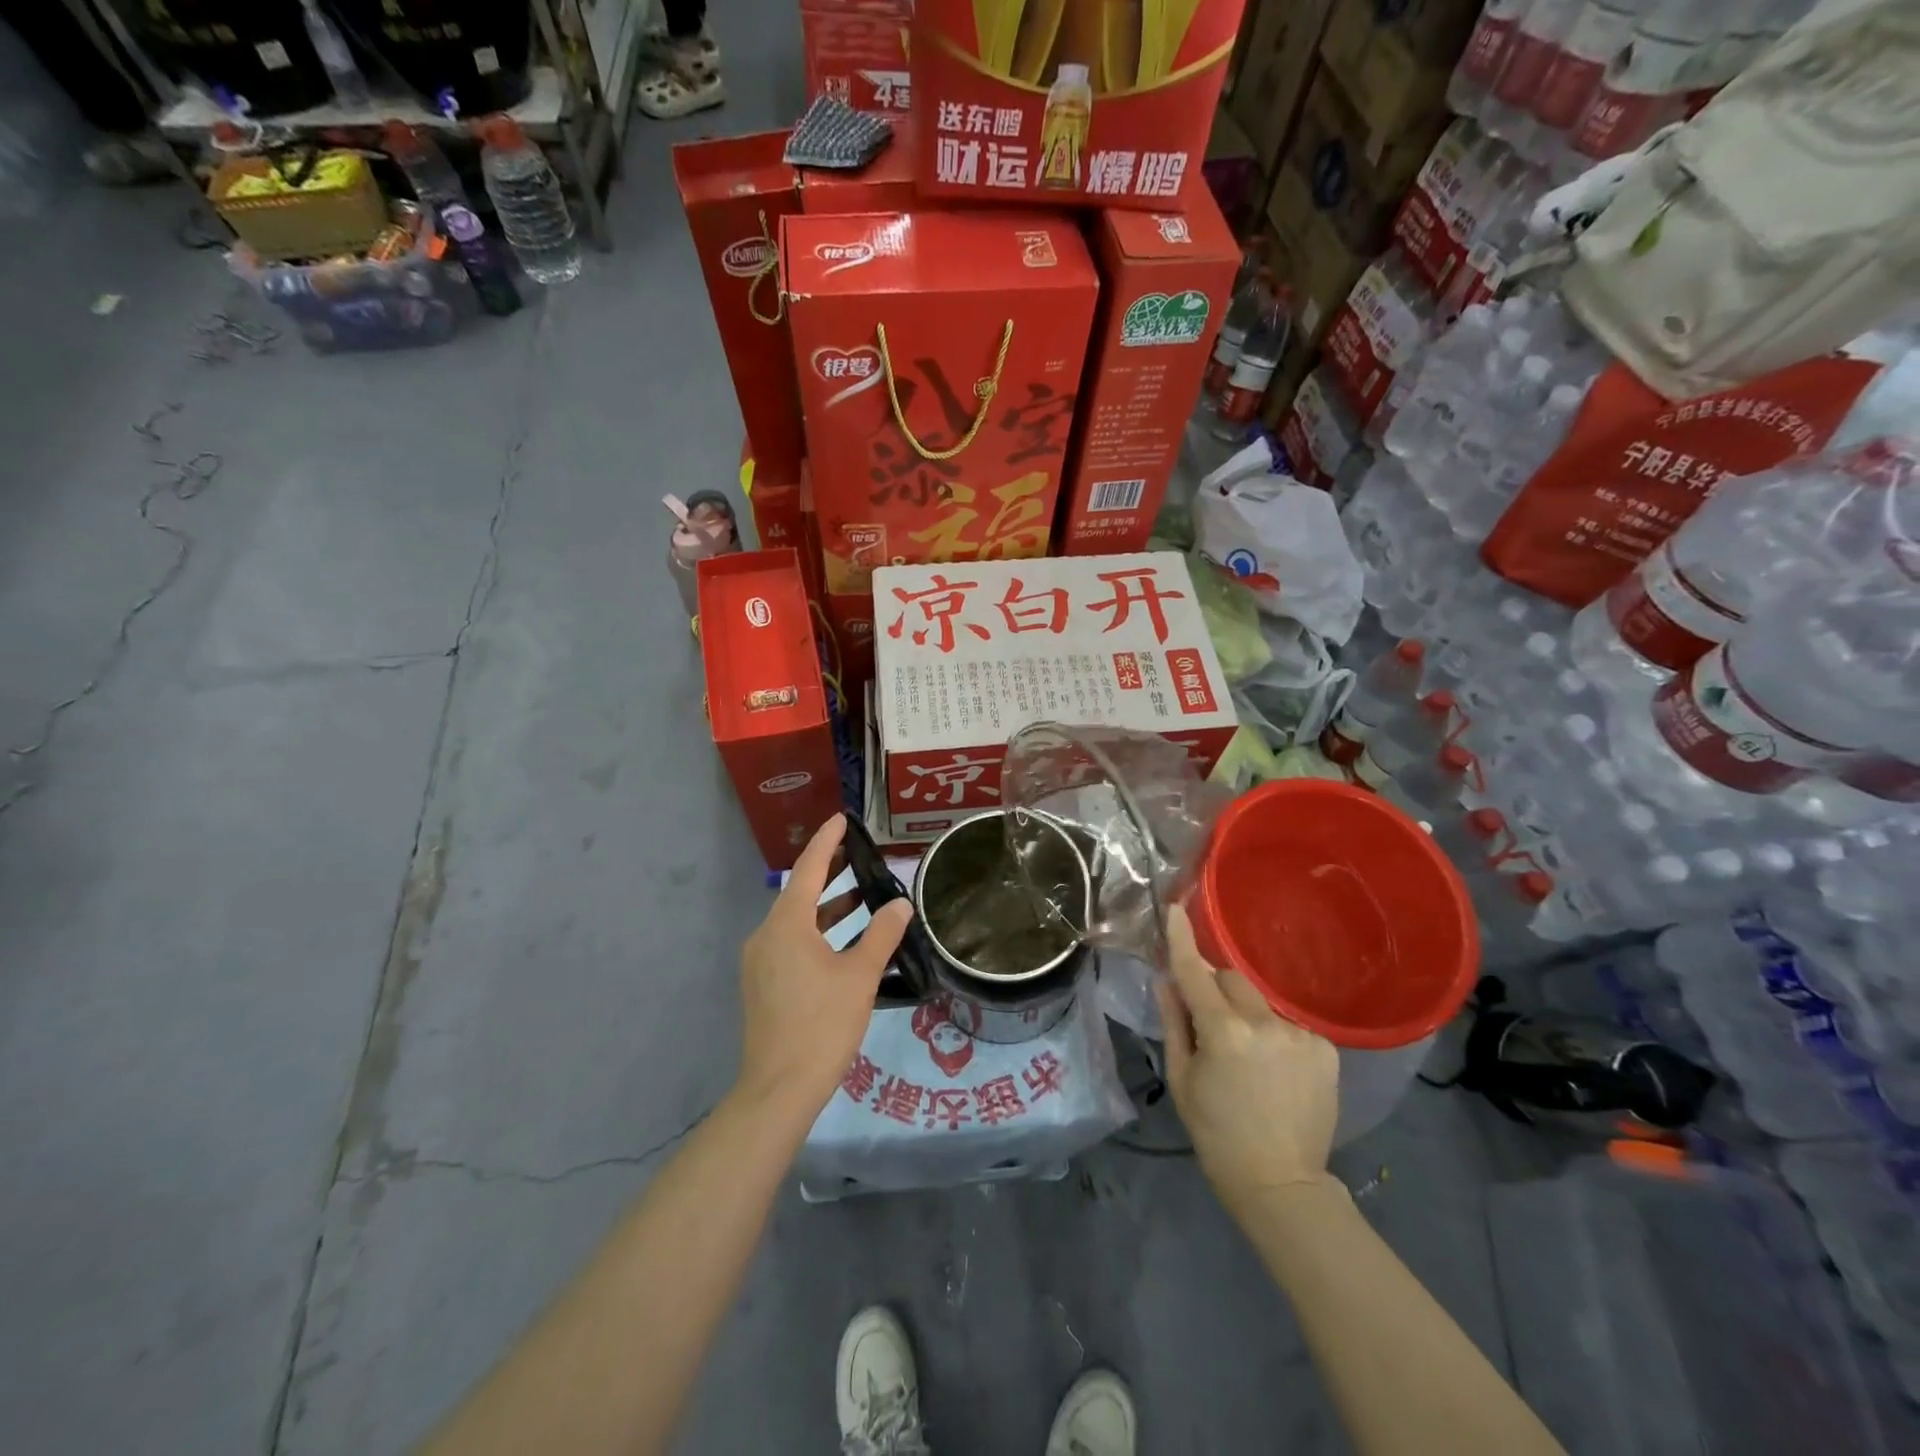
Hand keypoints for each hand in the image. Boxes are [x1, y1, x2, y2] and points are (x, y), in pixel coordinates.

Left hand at [736, 815, 911, 1121]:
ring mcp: (760, 961)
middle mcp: (766, 935)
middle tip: (861, 854)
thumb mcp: (860, 975)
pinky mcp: (763, 983)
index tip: (843, 820)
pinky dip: (817, 931)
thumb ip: (882, 934)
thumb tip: (900, 904)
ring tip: (861, 895)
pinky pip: (791, 942)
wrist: (779, 1088)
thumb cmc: (822, 1024)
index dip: (827, 842)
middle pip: (799, 892)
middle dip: (830, 872)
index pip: (808, 869)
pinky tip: (844, 941)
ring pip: (796, 920)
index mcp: (787, 925)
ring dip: (826, 906)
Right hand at [1155, 905, 1339, 1214]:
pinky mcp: (1325, 1048)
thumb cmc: (1216, 1132)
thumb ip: (1173, 1022)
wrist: (1281, 1182)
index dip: (1182, 940)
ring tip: (1248, 1057)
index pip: (1194, 973)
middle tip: (1209, 1023)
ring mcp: (1300, 1035)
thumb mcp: (1181, 1078)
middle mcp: (1264, 1024)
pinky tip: (1276, 1069)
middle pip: (1231, 979)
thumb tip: (1166, 980)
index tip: (1174, 908)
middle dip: (1216, 989)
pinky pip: (1287, 1023)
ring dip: (1246, 1014)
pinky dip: (1274, 1035)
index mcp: (1223, 1032)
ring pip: (1260, 1002)